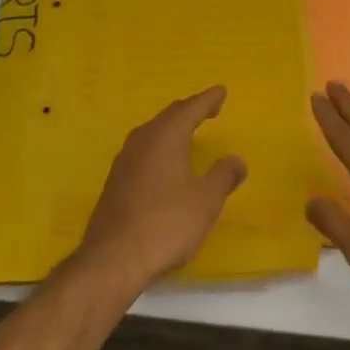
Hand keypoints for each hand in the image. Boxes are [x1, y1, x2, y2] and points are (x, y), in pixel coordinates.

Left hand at [73, 87, 246, 292]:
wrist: (113, 259)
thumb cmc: (166, 223)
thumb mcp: (206, 201)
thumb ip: (224, 176)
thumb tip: (236, 160)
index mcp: (166, 136)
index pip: (191, 108)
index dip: (208, 99)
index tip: (221, 91)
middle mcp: (143, 140)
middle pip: (169, 116)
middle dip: (190, 110)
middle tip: (208, 108)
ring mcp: (124, 160)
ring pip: (153, 133)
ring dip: (172, 128)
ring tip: (187, 131)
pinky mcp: (115, 181)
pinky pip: (143, 151)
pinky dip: (160, 147)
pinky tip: (164, 163)